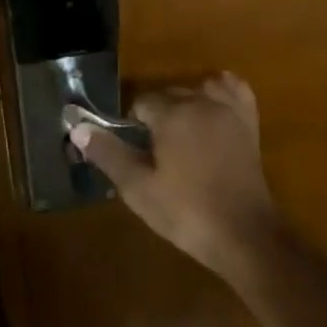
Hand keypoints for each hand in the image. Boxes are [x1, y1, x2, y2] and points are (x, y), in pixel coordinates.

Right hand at [71, 72, 287, 283]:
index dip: (133, 125)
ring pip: (198, 91)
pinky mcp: (249, 125)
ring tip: (179, 135)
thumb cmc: (186, 212)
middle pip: (169, 94)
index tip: (134, 151)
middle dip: (157, 115)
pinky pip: (235, 92)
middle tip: (152, 153)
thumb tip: (77, 128)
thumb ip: (108, 153)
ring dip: (186, 104)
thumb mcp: (138, 188)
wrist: (244, 236)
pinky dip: (221, 93)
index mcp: (173, 114)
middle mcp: (201, 102)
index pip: (141, 103)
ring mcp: (229, 112)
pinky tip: (212, 110)